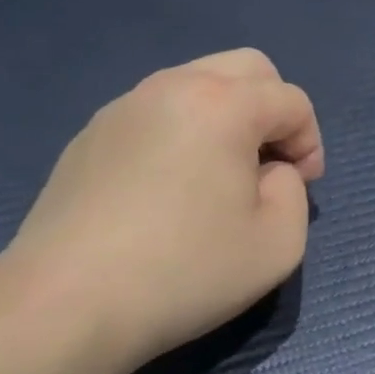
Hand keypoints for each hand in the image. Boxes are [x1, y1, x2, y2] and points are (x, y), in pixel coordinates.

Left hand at [0, 49, 324, 373]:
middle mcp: (173, 86)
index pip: (291, 100)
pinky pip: (158, 112)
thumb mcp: (279, 243)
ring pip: (198, 83)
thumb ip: (294, 191)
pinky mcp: (91, 134)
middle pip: (247, 68)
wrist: (63, 305)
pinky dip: (182, 132)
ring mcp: (125, 106)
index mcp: (223, 103)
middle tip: (269, 165)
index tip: (302, 187)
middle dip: (273, 110)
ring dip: (227, 116)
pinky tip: (169, 189)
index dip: (310, 142)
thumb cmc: (183, 272)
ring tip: (220, 176)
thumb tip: (269, 171)